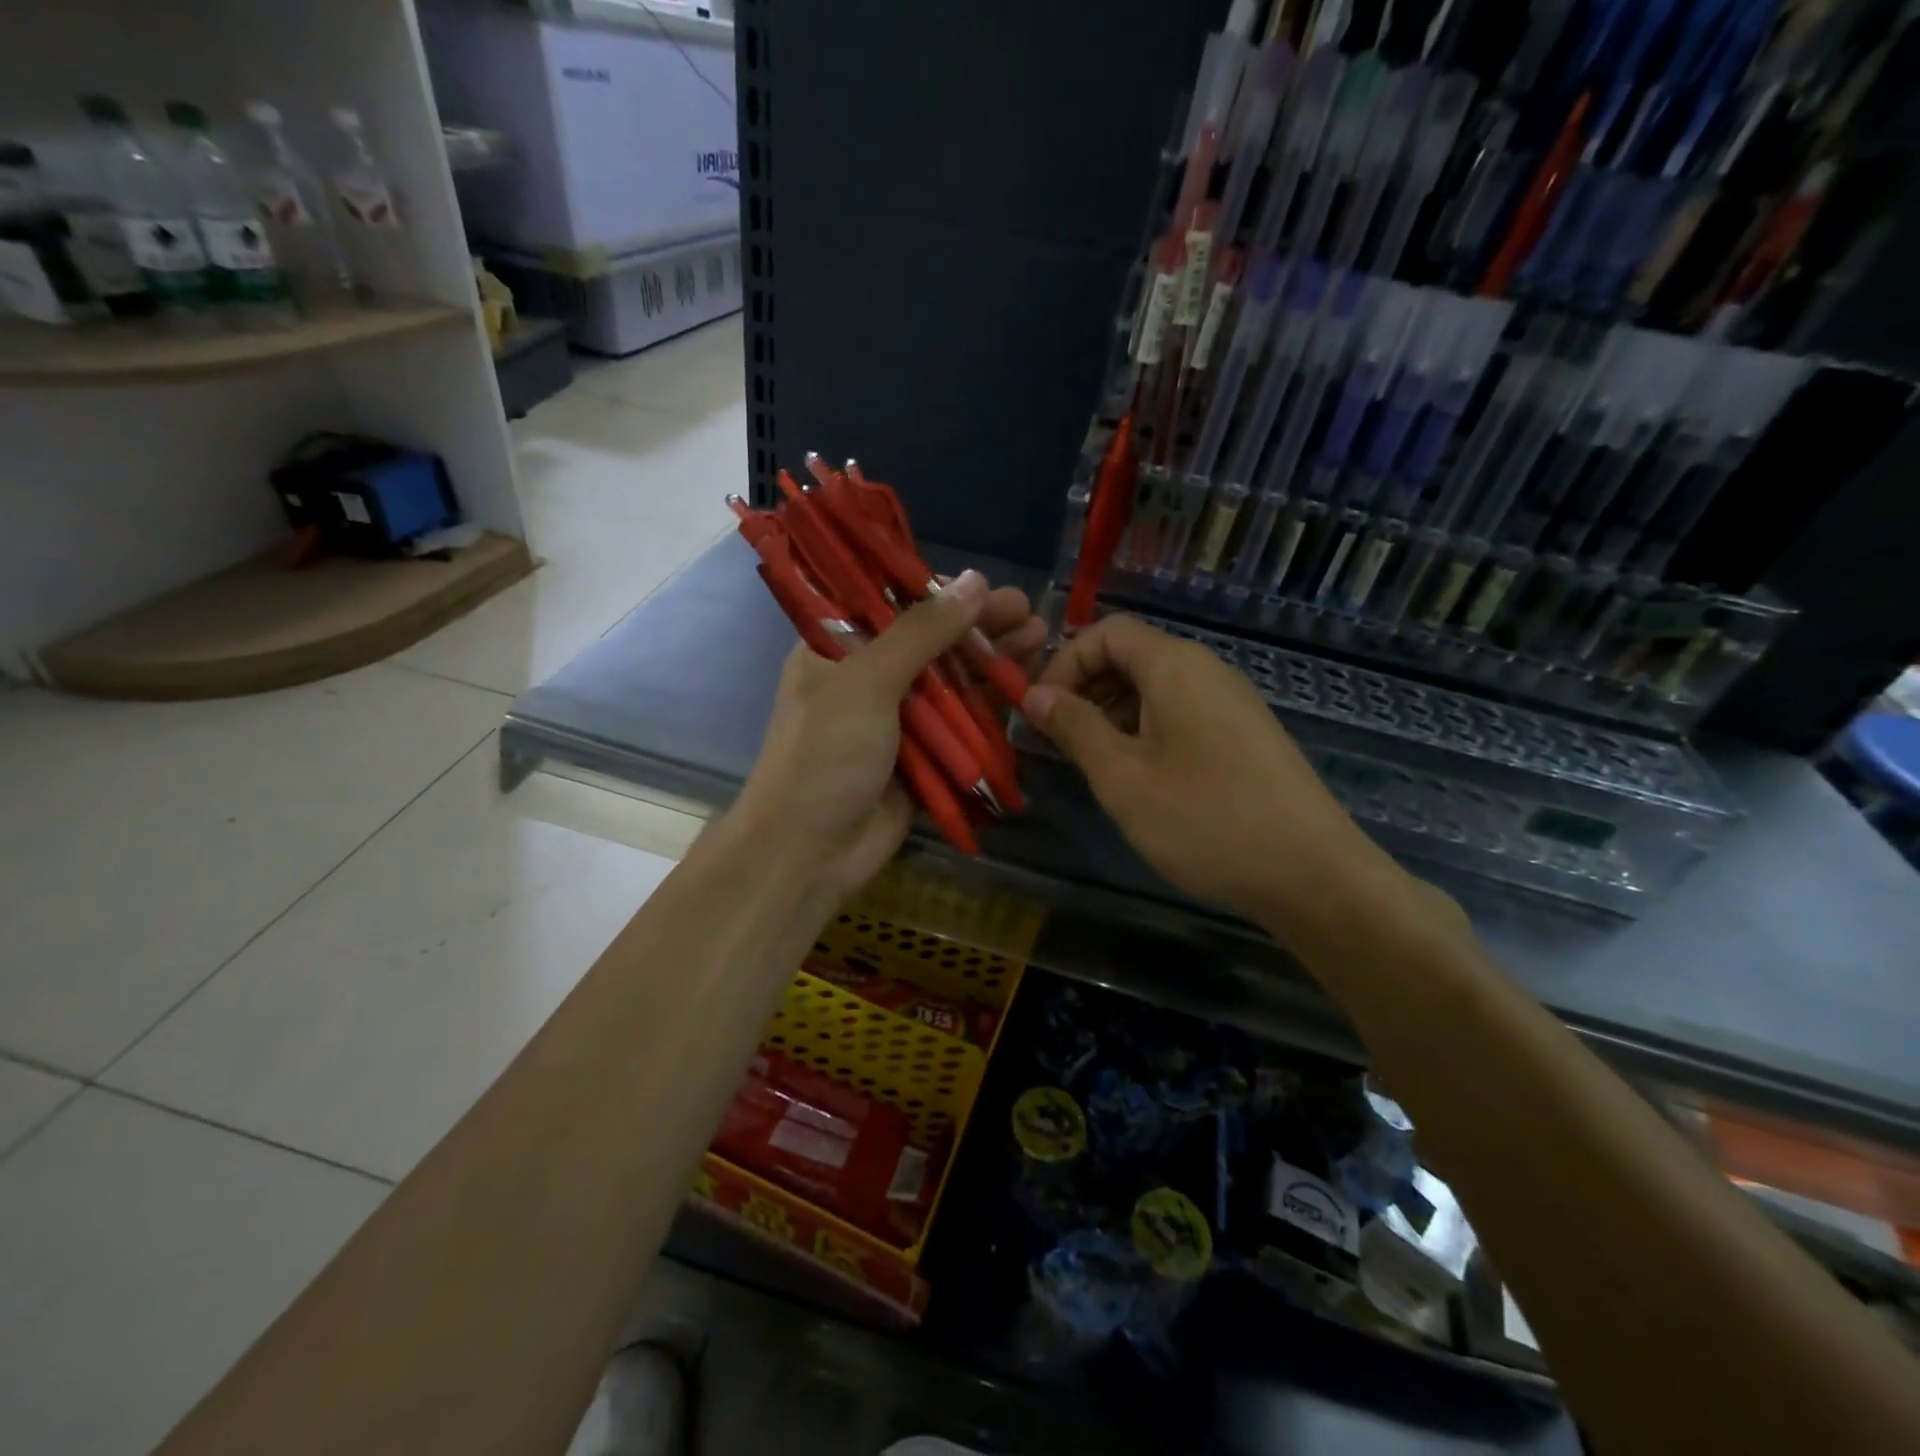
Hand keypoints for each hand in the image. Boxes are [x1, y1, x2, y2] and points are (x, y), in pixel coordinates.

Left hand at [731, 572, 1046, 908]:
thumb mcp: (868, 681)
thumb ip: (922, 632)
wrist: (810, 853)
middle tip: (1026, 610)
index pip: (890, 604)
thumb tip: (975, 581)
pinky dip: (990, 707)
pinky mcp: (921, 758)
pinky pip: (960, 726)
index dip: (938, 592)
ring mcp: (895, 721)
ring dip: (991, 662)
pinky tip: (1024, 687)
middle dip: (977, 627)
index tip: (982, 583)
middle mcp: (865, 680)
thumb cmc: (826, 755)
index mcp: (835, 650)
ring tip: (1040, 637)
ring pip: (951, 682)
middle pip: (930, 642)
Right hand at [1023, 614, 1431, 942]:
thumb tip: (1035, 695)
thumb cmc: (1203, 818)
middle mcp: (1206, 670)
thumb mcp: (1122, 776)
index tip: (1039, 711)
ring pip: (1155, 688)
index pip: (1106, 632)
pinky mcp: (1244, 735)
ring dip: (1112, 713)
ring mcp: (1231, 703)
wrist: (1311, 874)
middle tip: (1057, 739)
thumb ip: (1074, 727)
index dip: (1063, 663)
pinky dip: (1145, 731)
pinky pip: (1181, 713)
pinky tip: (1138, 777)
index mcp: (1175, 666)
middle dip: (1084, 688)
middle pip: (1131, 655)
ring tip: (1091, 762)